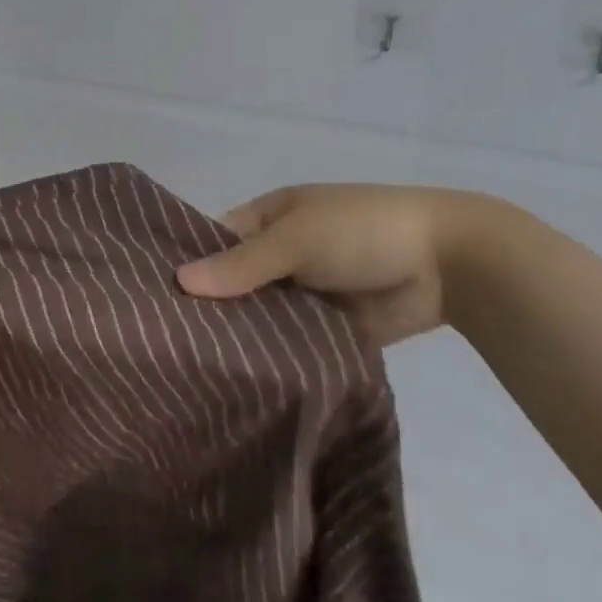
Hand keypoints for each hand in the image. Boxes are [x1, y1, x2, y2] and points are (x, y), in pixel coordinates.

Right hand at [176, 184, 485, 347]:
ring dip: (238, 336)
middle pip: (233, 282)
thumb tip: (179, 282)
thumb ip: (241, 264)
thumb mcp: (296, 238)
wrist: (450, 264)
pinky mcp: (326, 328)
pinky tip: (236, 382)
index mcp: (270, 219)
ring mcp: (304, 293)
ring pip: (259, 316)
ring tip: (189, 370)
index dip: (187, 263)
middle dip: (209, 307)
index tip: (151, 299)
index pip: (214, 241)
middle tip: (163, 345)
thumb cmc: (362, 230)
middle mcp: (280, 254)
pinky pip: (289, 343)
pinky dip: (270, 357)